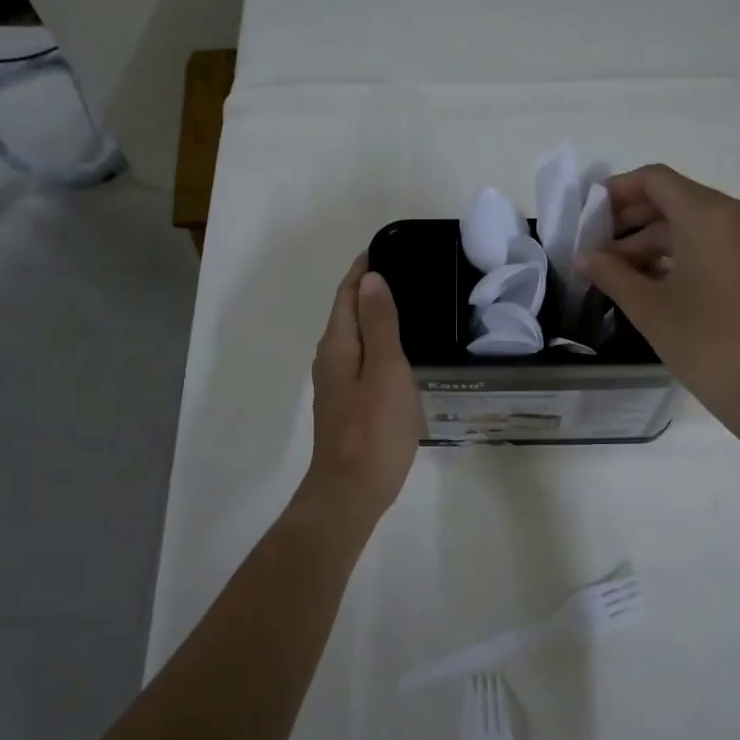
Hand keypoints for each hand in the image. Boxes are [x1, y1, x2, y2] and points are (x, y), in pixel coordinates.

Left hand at [299, 254, 423, 525]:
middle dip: (369, 289)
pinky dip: (378, 345)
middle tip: (407, 273)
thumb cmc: (374, 430)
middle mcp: (331, 359)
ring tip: (408, 306)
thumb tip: (371, 280)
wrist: (351, 492)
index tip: (388, 247)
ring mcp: (337, 385)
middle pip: (347, 313)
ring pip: (354, 338)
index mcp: (338, 345)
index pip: (347, 293)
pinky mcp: (347, 406)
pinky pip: (362, 361)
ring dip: (374, 317)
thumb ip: (379, 324)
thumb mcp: (386, 370)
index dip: (364, 269)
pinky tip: (400, 354)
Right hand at [579, 165, 739, 438]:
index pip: (655, 180)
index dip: (617, 191)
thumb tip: (583, 256)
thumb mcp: (648, 306)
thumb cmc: (704, 342)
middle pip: (674, 199)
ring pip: (691, 223)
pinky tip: (647, 278)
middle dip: (631, 219)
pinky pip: (710, 242)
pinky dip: (677, 252)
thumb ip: (611, 273)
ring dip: (651, 240)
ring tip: (613, 270)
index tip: (587, 214)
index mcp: (709, 214)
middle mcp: (735, 214)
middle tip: (594, 246)